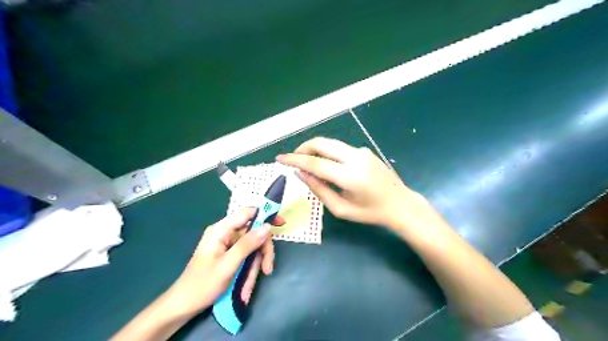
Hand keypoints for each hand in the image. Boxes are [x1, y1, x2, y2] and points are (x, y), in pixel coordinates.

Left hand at [165, 207, 279, 316]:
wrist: (183, 306)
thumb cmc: (202, 284)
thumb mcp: (228, 265)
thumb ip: (247, 244)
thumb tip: (267, 227)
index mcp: (221, 230)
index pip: (247, 213)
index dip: (265, 215)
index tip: (282, 223)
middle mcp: (226, 234)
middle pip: (254, 234)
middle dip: (262, 253)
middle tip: (267, 269)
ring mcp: (228, 246)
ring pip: (252, 249)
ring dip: (254, 268)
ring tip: (248, 288)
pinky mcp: (230, 256)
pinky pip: (246, 259)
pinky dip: (248, 273)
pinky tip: (244, 290)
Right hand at [276, 138, 425, 230]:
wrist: (400, 204)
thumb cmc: (370, 213)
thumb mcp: (341, 209)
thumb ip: (319, 190)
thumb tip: (300, 173)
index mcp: (350, 177)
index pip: (315, 163)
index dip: (295, 159)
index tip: (280, 158)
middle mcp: (356, 158)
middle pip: (322, 143)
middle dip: (303, 148)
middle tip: (293, 159)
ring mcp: (362, 151)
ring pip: (330, 143)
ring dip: (314, 149)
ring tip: (306, 162)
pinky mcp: (365, 150)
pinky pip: (340, 148)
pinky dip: (327, 153)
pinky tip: (326, 165)